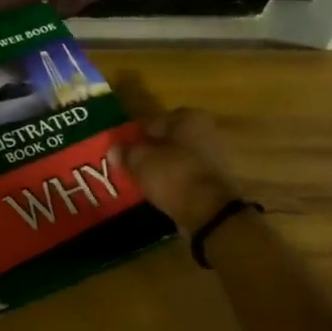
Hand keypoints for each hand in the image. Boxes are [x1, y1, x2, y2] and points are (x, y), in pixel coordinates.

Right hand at [110, 107, 248, 233]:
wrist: (210, 212)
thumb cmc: (173, 175)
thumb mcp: (140, 161)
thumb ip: (126, 151)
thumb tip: (114, 149)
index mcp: (188, 118)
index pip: (153, 121)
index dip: (135, 135)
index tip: (122, 149)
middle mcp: (205, 130)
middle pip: (168, 139)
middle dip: (151, 150)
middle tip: (131, 163)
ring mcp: (214, 156)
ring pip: (179, 157)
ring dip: (163, 165)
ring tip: (143, 178)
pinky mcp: (217, 179)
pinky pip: (187, 174)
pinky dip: (175, 180)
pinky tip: (161, 190)